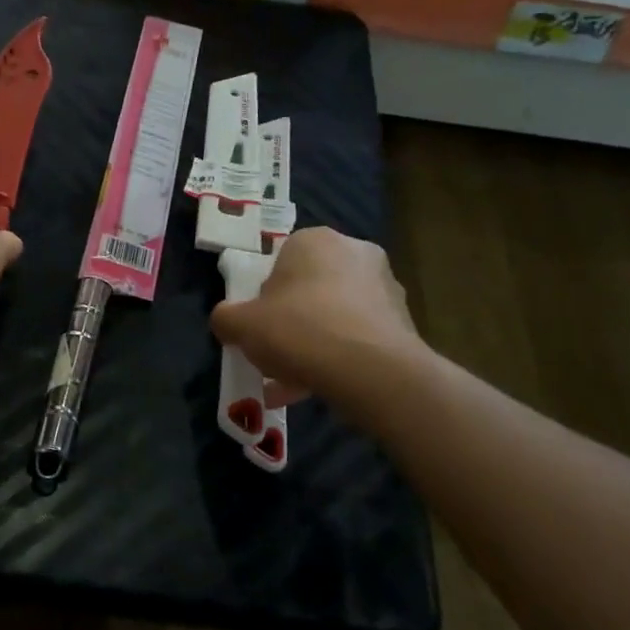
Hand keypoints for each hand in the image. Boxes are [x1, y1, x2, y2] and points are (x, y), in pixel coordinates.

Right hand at [210, 227, 420, 406]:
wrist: (371, 371)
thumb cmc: (299, 331)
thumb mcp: (240, 325)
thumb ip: (226, 318)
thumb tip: (227, 321)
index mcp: (315, 240)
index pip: (281, 260)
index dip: (266, 295)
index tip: (259, 324)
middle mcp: (356, 252)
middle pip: (311, 288)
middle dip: (293, 320)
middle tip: (276, 352)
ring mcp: (386, 287)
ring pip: (336, 316)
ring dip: (316, 344)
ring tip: (294, 383)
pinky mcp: (404, 322)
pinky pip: (359, 338)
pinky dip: (340, 359)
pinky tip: (320, 389)